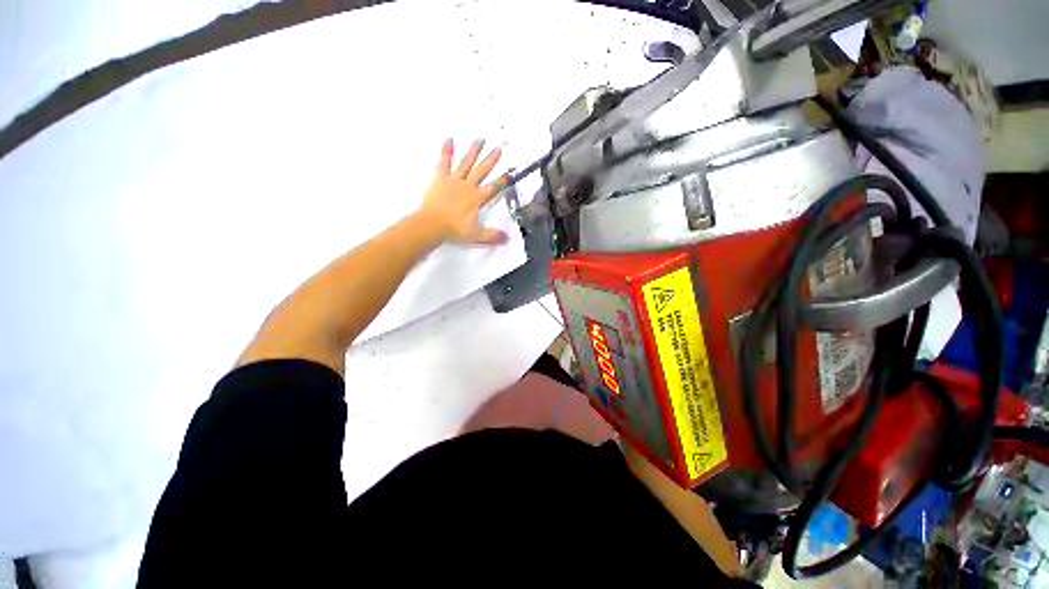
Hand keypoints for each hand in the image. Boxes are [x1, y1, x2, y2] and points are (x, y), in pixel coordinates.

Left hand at [415, 139, 509, 244]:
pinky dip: (446, 151)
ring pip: (466, 163)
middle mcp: (468, 186)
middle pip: (482, 171)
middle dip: (491, 160)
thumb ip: (492, 236)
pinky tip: (449, 139)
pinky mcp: (441, 178)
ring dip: (474, 151)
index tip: (510, 174)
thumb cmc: (454, 230)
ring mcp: (454, 180)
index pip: (494, 188)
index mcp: (477, 198)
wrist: (431, 224)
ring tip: (480, 139)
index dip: (503, 181)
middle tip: (499, 148)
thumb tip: (507, 238)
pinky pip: (444, 162)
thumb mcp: (476, 236)